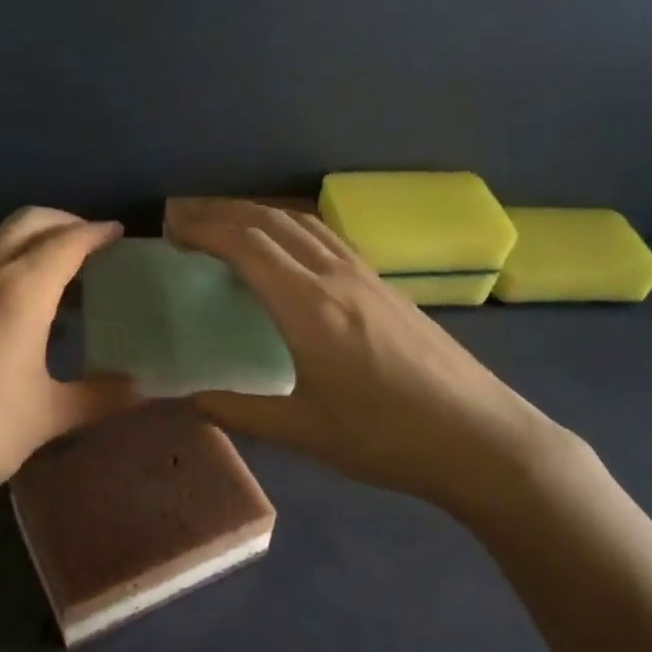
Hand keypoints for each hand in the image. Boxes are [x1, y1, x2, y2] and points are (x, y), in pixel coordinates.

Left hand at [0, 208, 139, 548]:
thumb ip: (101, 396)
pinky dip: (5, 274)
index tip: (120, 235)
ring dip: (32, 249)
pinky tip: (13, 322)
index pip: (67, 241)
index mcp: (19, 291)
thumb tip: (148, 388)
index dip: (97, 233)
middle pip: (27, 223)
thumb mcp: (45, 418)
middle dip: (64, 223)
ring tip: (60, 287)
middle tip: (93, 247)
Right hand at [171, 202, 571, 506]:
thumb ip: (241, 412)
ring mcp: (367, 277)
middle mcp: (336, 277)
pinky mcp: (387, 286)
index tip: (172, 231)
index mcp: (309, 307)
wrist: (479, 437)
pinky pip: (329, 239)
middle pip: (272, 222)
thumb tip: (192, 399)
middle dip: (224, 213)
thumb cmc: (386, 438)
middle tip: (188, 223)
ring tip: (230, 228)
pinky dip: (294, 230)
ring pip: (304, 224)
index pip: (246, 245)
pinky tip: (290, 253)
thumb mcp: (305, 432)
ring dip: (261, 215)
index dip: (204, 230)